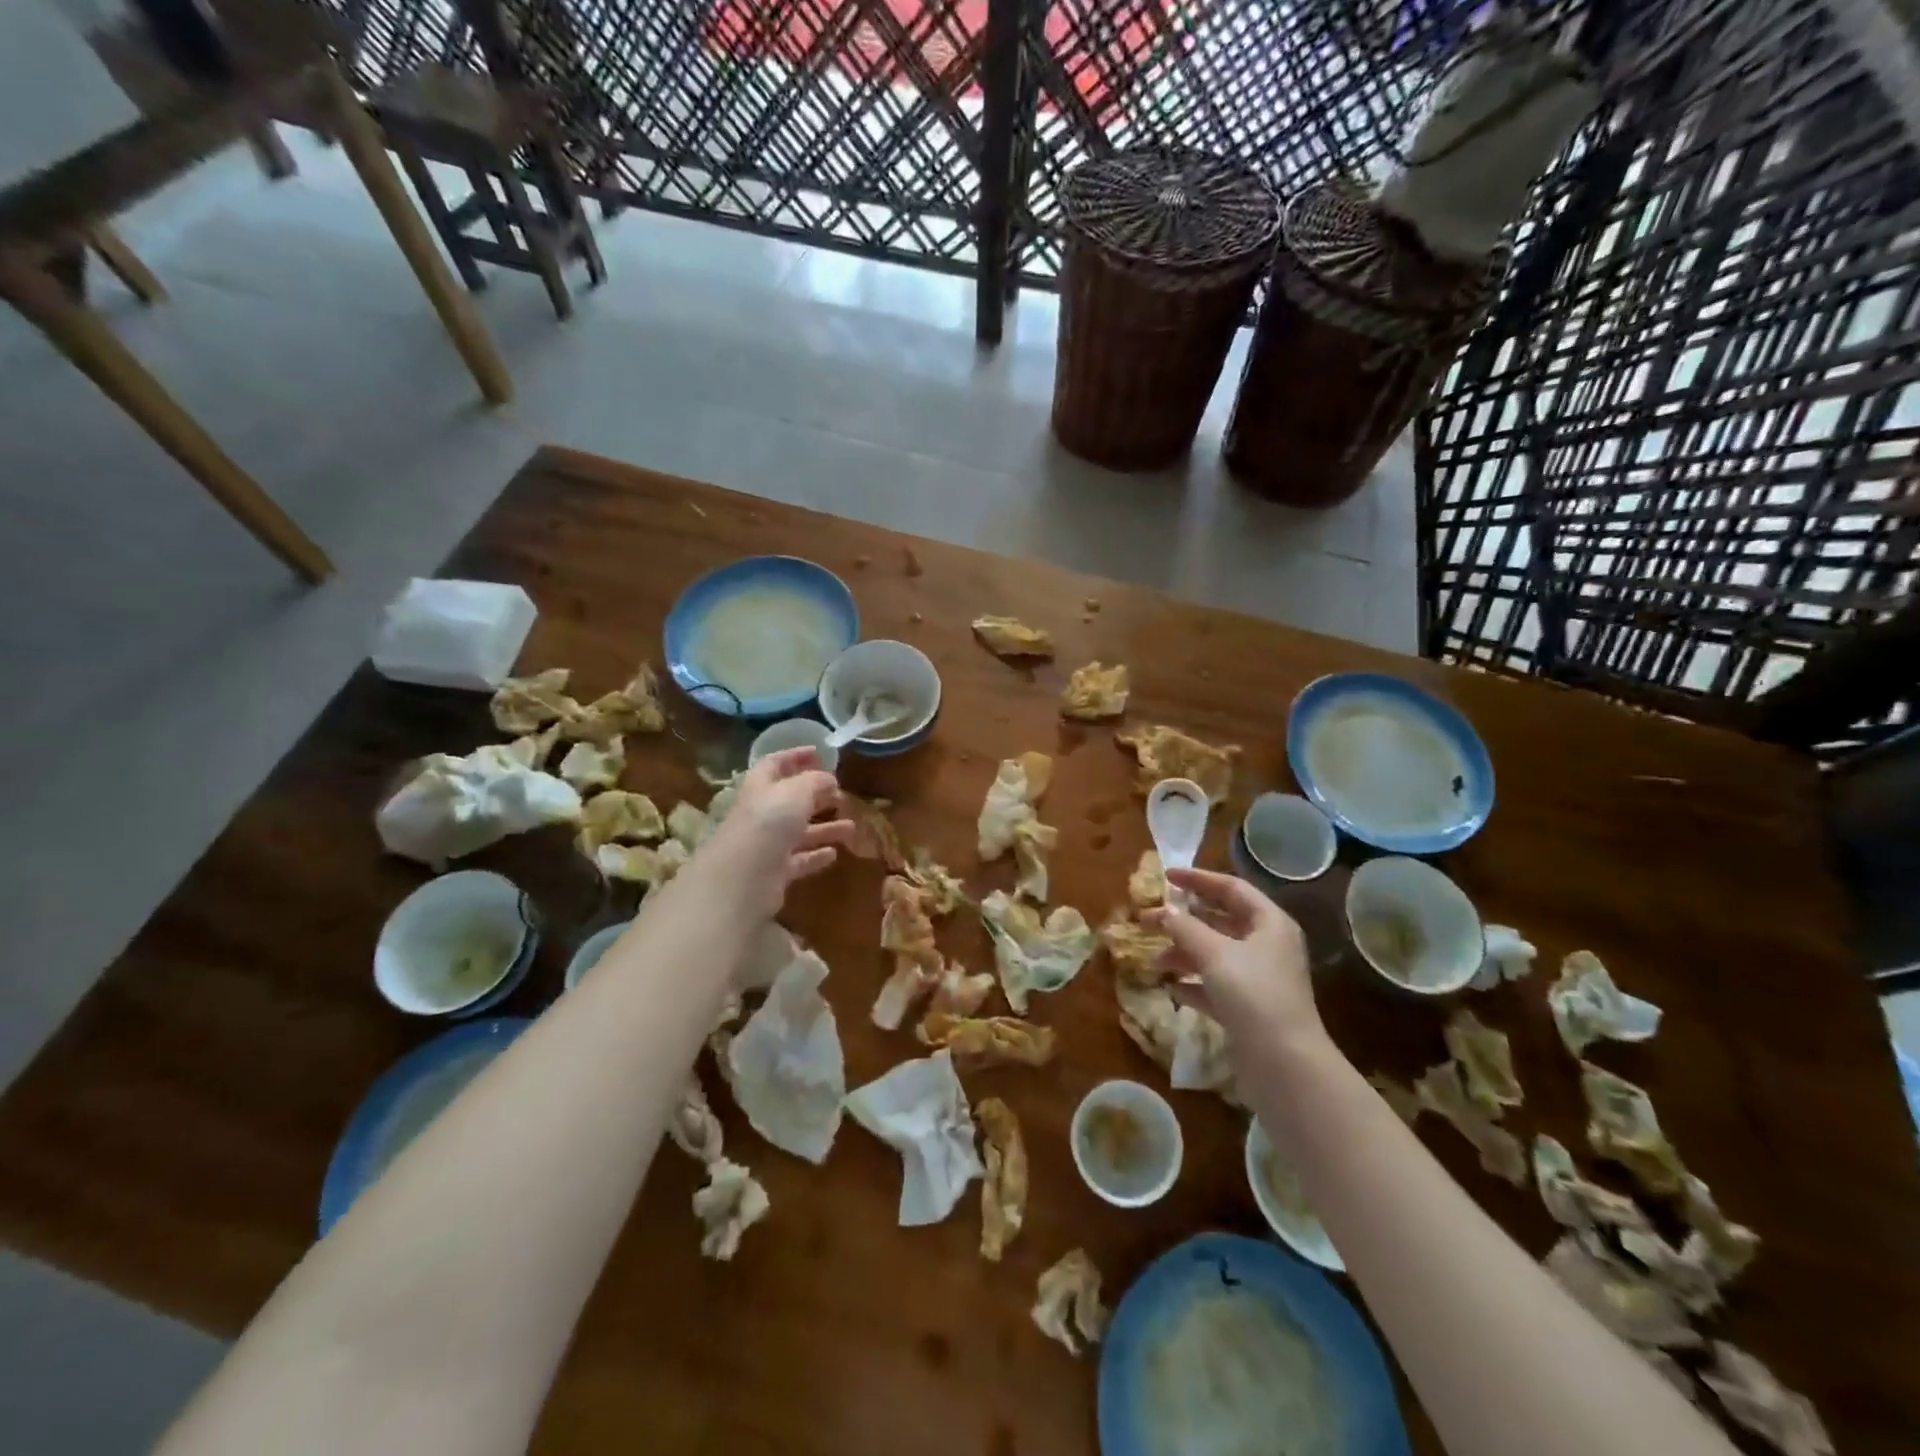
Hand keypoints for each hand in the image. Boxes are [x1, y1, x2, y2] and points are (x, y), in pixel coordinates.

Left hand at [701, 747, 853, 916]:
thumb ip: (815, 781)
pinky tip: (834, 854)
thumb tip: (829, 779)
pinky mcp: (774, 872)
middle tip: (841, 794)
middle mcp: (761, 814)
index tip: (819, 753)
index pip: (775, 764)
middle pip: (790, 800)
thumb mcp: (797, 792)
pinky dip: (816, 855)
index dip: (795, 756)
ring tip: (851, 827)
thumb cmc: (769, 823)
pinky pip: (799, 860)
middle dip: (816, 795)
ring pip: (799, 832)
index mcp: (761, 788)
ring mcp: (767, 845)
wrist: (743, 877)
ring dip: (825, 828)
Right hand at [1143, 868, 1325, 1056]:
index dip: (1198, 879)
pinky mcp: (1249, 1010)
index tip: (1165, 876)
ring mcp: (1259, 980)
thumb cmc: (1253, 994)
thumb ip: (1184, 927)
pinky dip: (1194, 983)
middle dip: (1184, 920)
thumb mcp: (1214, 953)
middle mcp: (1267, 946)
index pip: (1231, 888)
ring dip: (1184, 953)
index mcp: (1269, 923)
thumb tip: (1161, 911)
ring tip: (1156, 960)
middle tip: (1150, 919)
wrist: (1284, 1065)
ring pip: (1215, 955)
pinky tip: (1172, 988)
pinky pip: (1216, 986)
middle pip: (1221, 921)